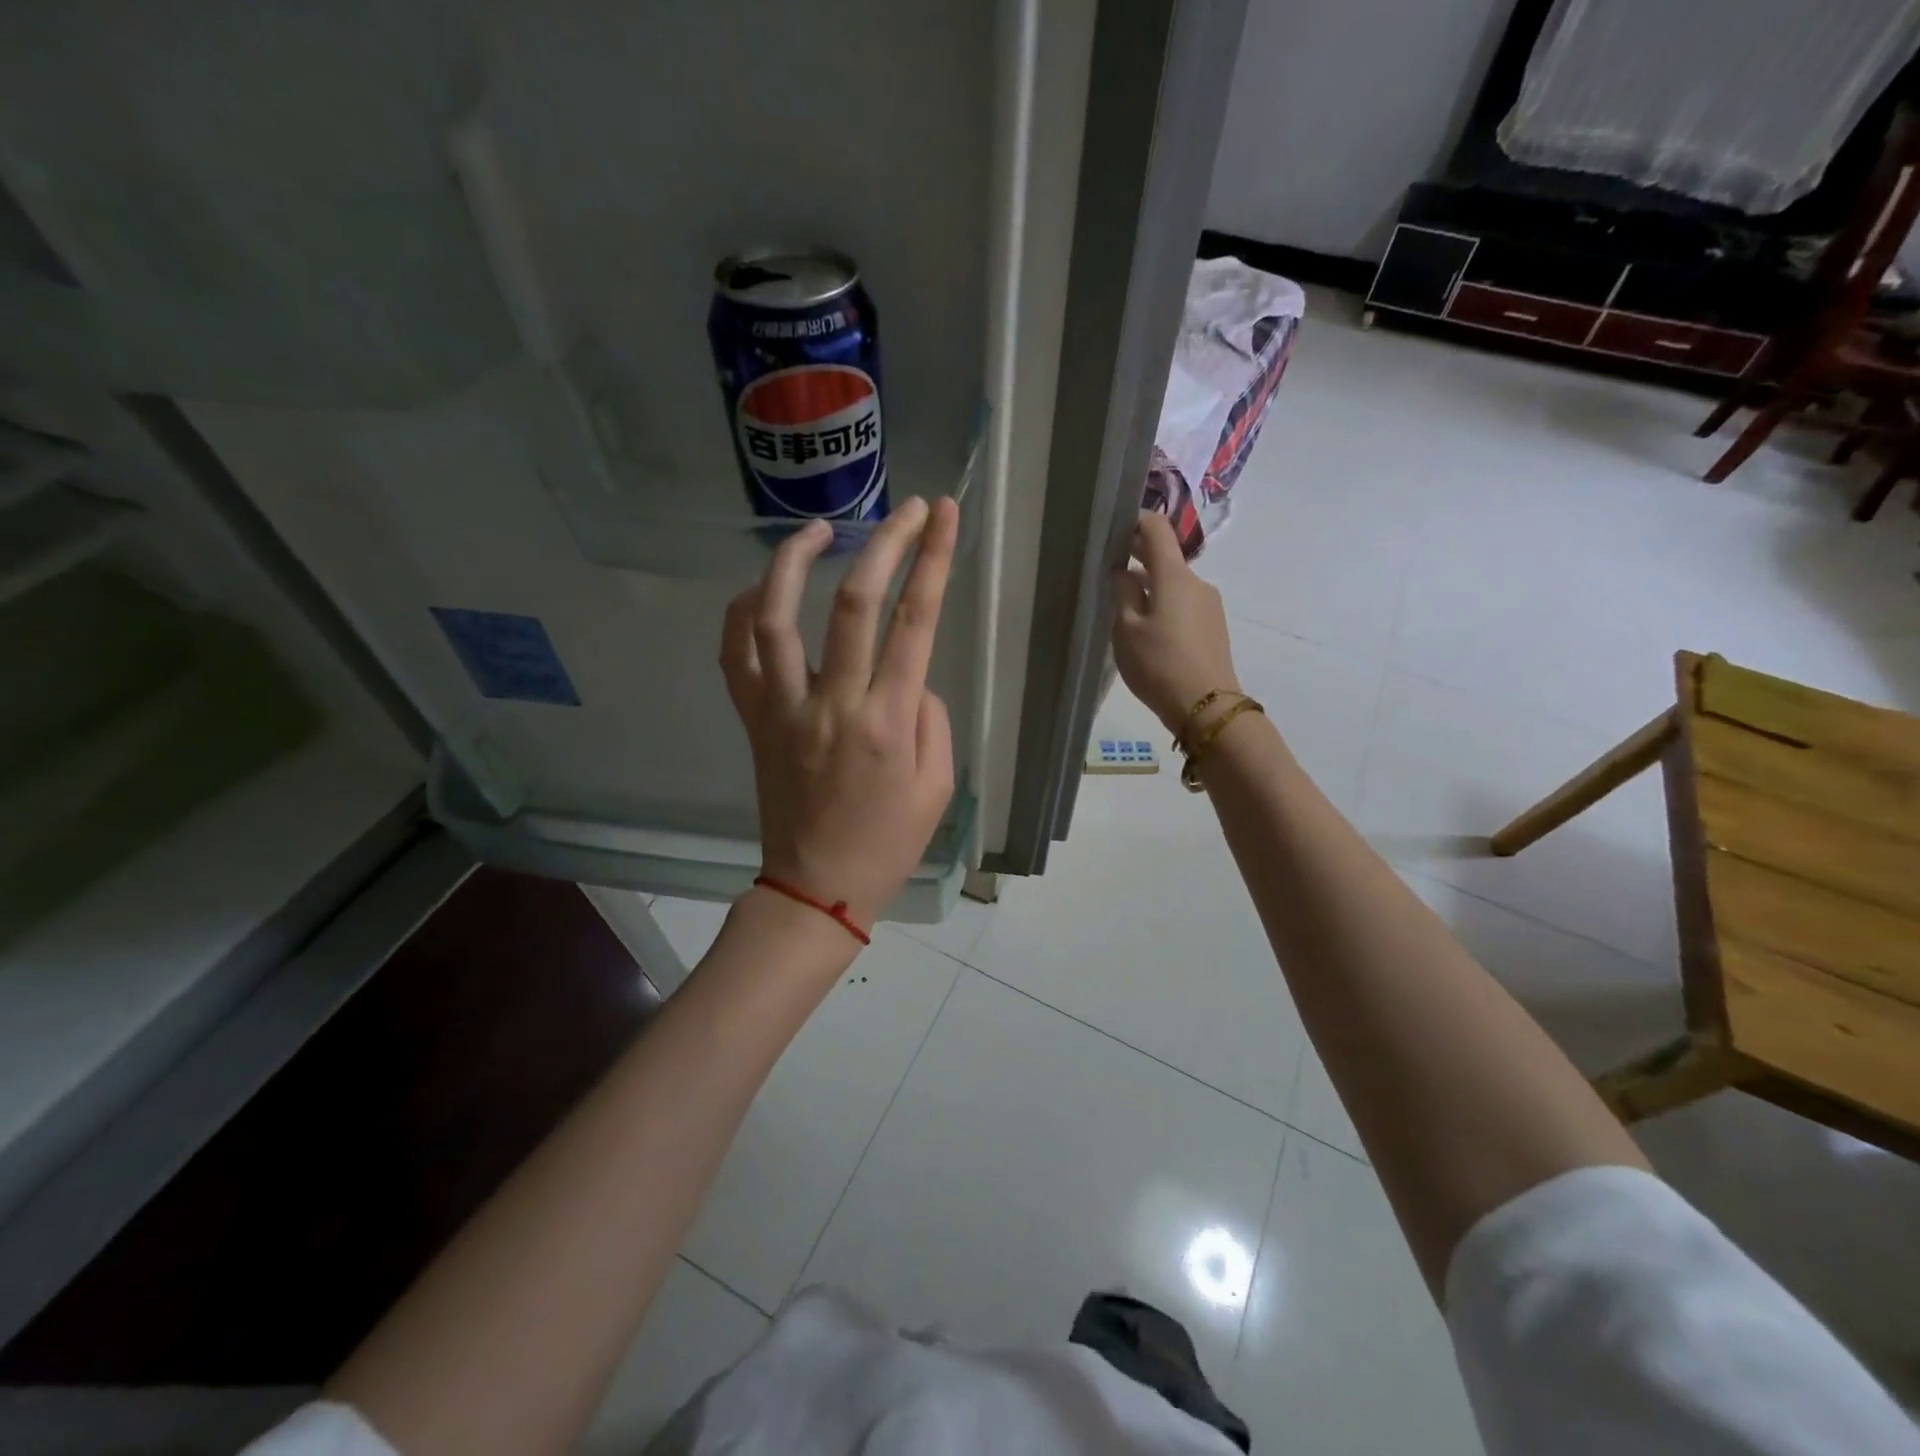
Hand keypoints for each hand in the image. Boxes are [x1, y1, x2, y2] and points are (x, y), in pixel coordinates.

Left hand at [721, 497, 959, 931]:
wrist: (817, 886)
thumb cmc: (889, 842)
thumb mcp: (939, 786)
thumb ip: (930, 717)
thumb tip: (907, 673)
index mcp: (889, 722)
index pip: (915, 622)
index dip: (933, 560)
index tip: (944, 515)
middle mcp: (834, 704)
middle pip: (854, 603)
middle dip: (885, 543)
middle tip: (907, 509)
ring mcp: (785, 710)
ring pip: (775, 618)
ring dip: (794, 561)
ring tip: (818, 529)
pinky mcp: (754, 721)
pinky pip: (736, 656)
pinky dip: (742, 613)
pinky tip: (762, 588)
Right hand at [1112, 511, 1241, 734]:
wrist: (1206, 705)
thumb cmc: (1159, 664)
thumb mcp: (1127, 629)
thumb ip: (1122, 592)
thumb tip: (1122, 570)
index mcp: (1174, 575)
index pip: (1157, 529)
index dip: (1134, 521)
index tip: (1112, 529)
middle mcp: (1196, 581)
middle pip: (1165, 556)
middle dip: (1138, 556)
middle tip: (1108, 568)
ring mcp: (1209, 603)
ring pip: (1173, 583)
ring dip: (1150, 585)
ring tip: (1123, 606)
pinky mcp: (1213, 625)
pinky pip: (1183, 603)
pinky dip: (1163, 603)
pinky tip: (1147, 628)